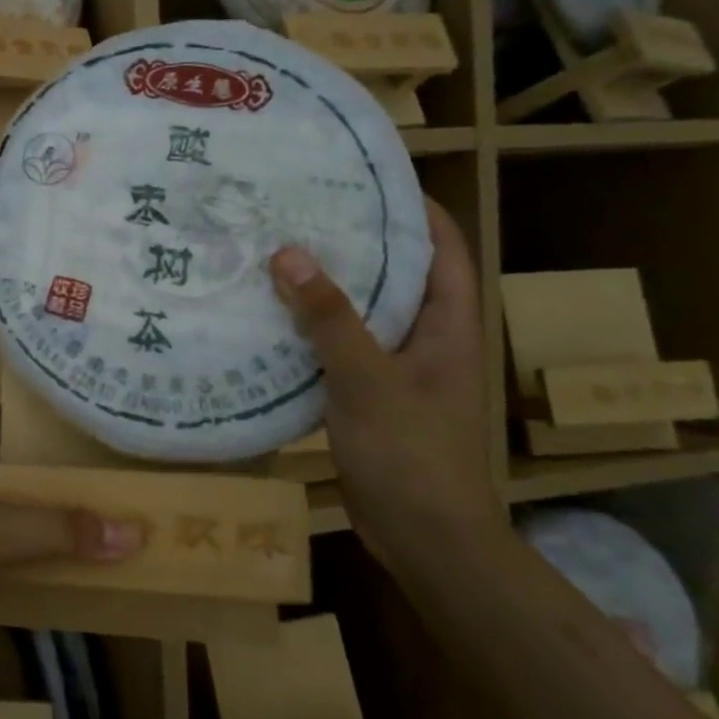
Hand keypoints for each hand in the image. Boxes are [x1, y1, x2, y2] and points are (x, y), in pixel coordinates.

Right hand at [269, 199, 501, 571]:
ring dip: (327, 286)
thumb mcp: (368, 380)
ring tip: (277, 252)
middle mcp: (427, 339)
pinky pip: (340, 347)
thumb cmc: (412, 454)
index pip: (442, 248)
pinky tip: (270, 316)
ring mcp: (398, 368)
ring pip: (362, 311)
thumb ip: (330, 318)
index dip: (413, 209)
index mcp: (448, 326)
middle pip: (396, 274)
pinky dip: (311, 328)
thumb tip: (288, 253)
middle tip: (301, 210)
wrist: (425, 538)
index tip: (365, 179)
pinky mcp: (369, 394)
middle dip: (355, 241)